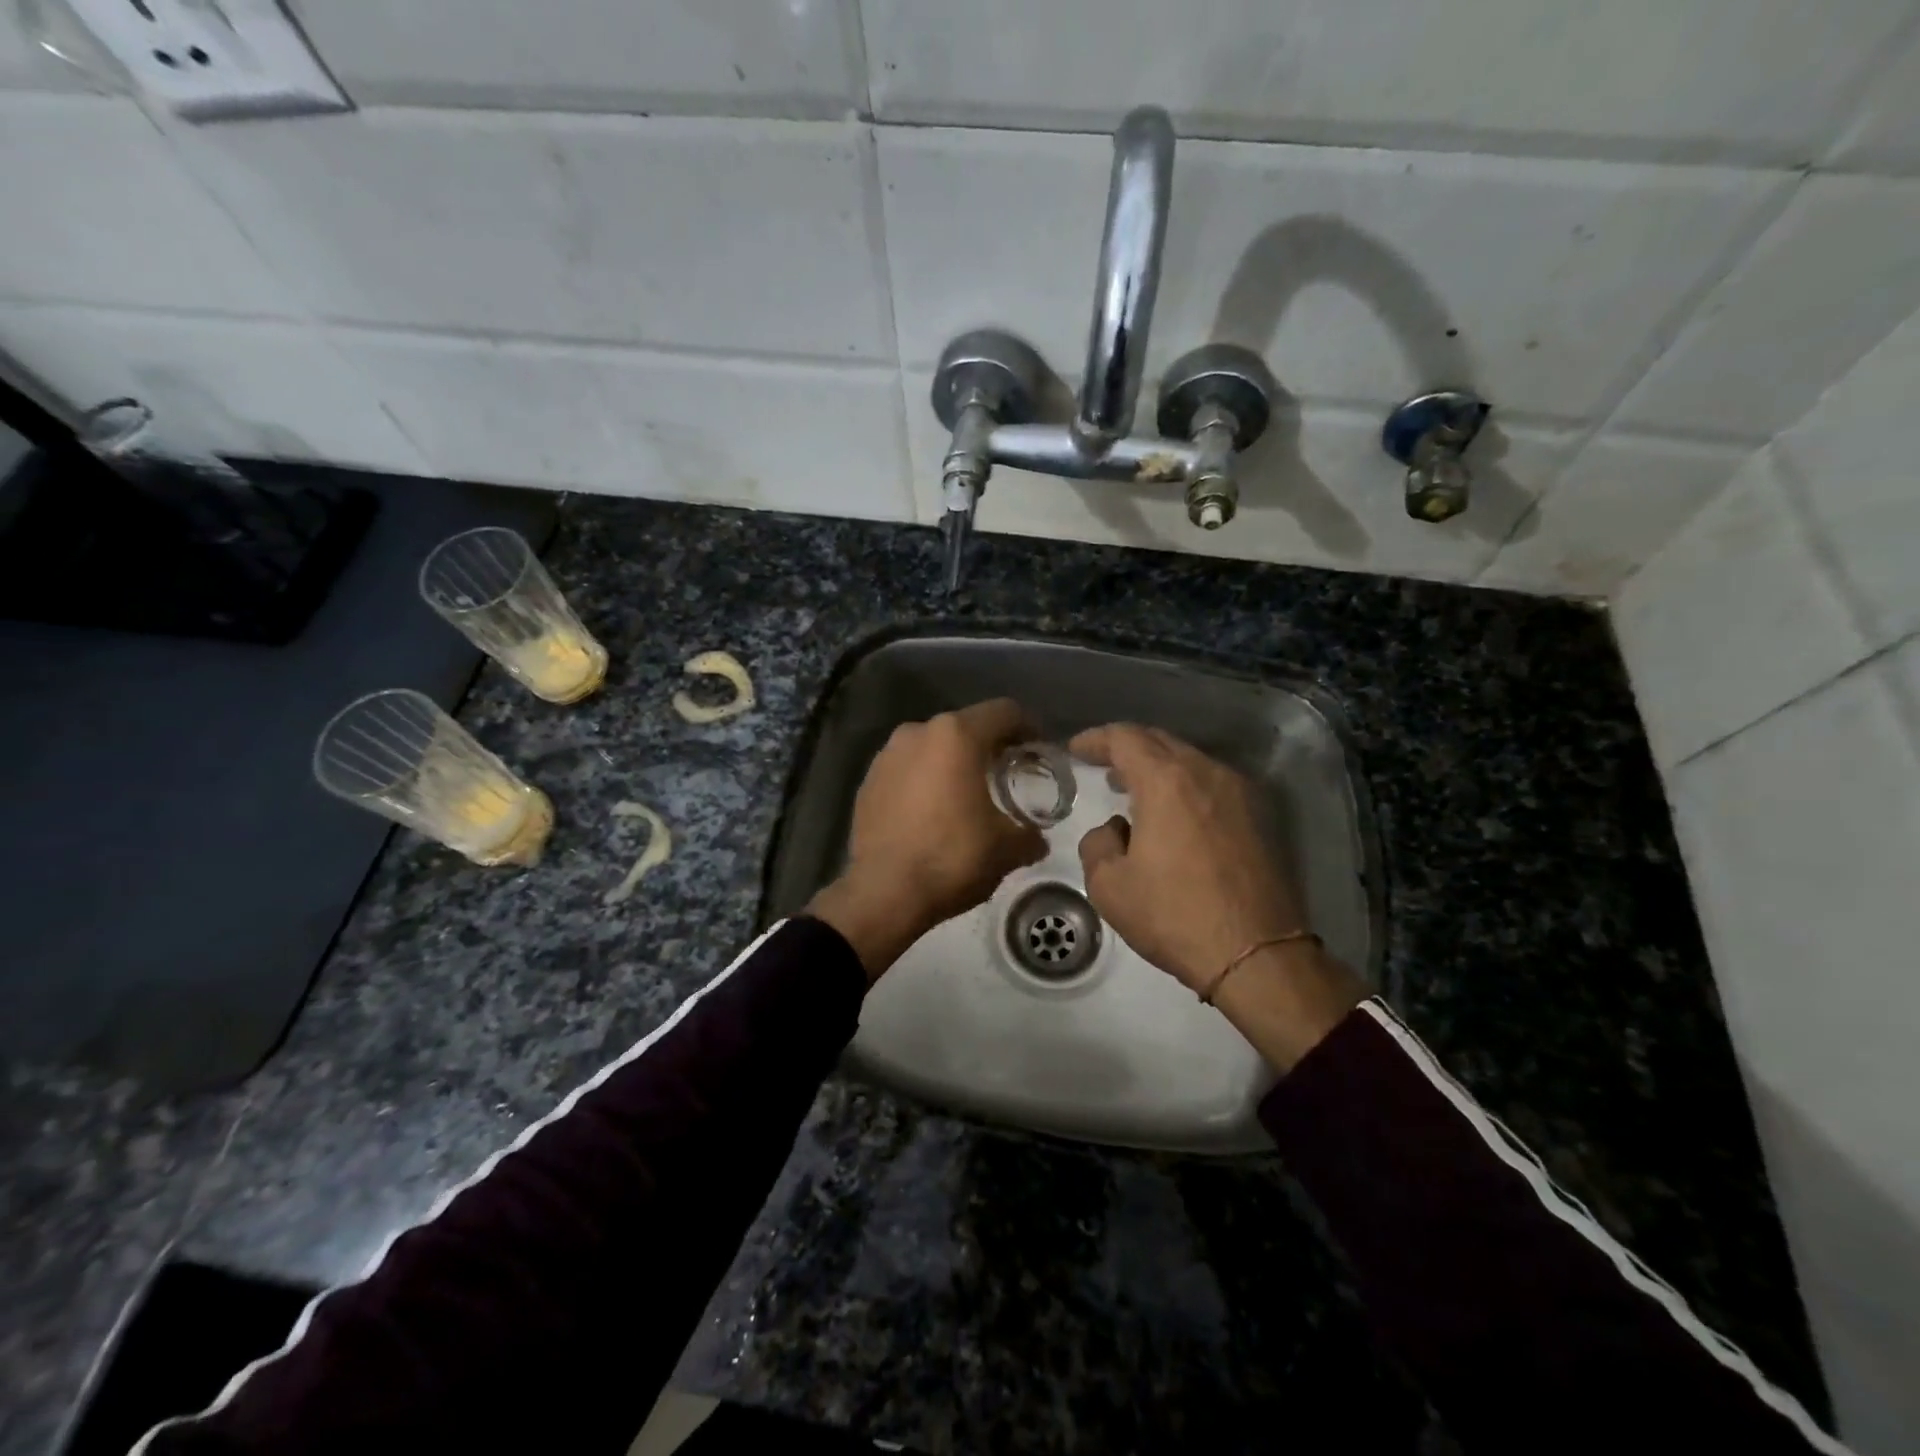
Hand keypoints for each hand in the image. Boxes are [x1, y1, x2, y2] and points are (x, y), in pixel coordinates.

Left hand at [808, 699, 1044, 980]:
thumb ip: (1029, 834)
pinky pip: (907, 770)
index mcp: (957, 736)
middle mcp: (918, 732)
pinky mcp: (868, 781)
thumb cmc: (952, 858)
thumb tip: (1036, 839)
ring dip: (953, 763)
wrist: (883, 892)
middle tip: (1008, 774)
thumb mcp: (1007, 849)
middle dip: (989, 746)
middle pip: (966, 727)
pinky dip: (925, 780)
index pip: (1004, 712)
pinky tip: (933, 812)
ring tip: (968, 795)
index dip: (1029, 727)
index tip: (1039, 750)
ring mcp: (887, 755)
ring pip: (933, 747)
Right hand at [1071, 724, 1364, 1070]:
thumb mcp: (1109, 886)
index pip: (1125, 738)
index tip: (1075, 749)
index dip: (1095, 739)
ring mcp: (1239, 792)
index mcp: (1166, 781)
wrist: (1257, 954)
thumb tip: (1115, 829)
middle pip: (1160, 741)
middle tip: (1102, 765)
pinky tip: (1173, 813)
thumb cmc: (1174, 916)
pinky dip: (1184, 785)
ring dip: (1158, 767)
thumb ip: (1097, 844)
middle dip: (1127, 747)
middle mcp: (1207, 773)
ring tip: (1134, 789)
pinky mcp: (1260, 815)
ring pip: (1190, 760)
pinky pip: (1211, 783)